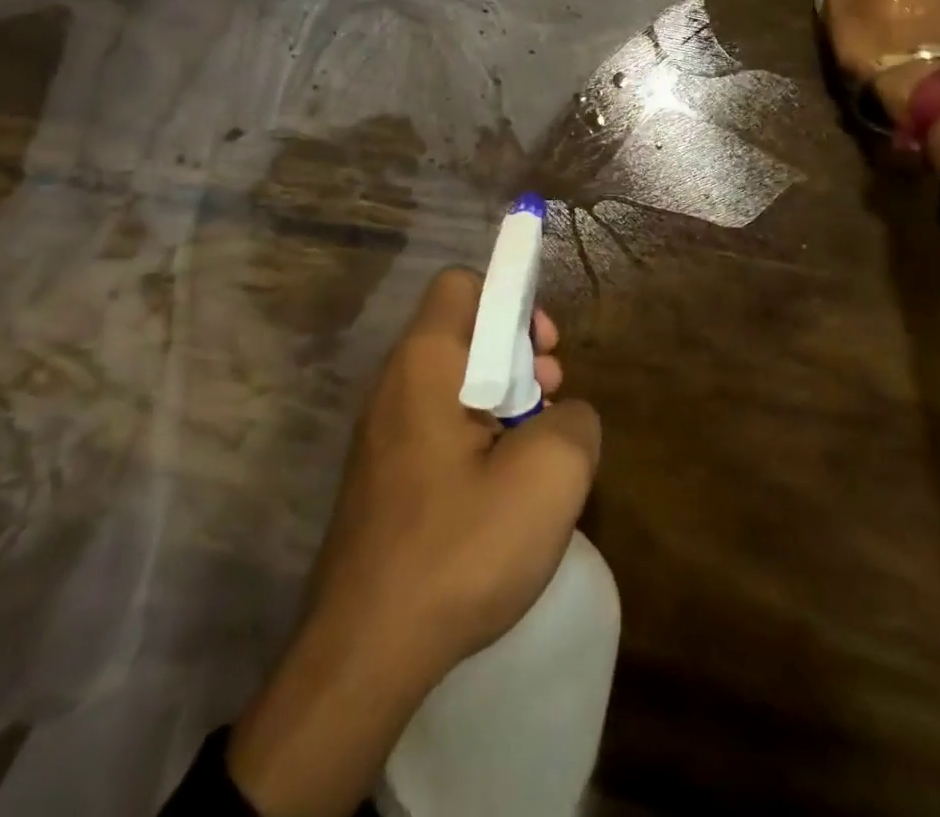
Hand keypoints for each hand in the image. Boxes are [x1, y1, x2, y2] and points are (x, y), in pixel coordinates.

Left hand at [228, 269, 601, 816]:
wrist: (363, 656)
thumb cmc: (459, 547)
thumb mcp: (550, 474)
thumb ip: (576, 419)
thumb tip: (564, 415)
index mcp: (426, 362)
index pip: (463, 284)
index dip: (512, 299)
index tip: (544, 350)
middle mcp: (395, 383)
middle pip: (464, 330)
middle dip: (518, 353)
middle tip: (549, 400)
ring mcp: (383, 432)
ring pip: (455, 381)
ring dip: (503, 399)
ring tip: (533, 451)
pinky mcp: (383, 475)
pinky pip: (439, 425)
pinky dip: (478, 436)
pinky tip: (501, 491)